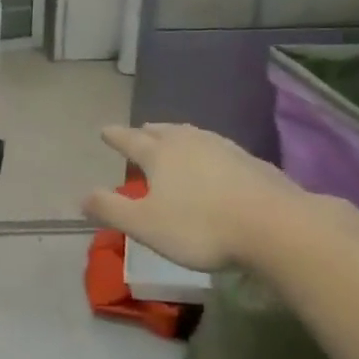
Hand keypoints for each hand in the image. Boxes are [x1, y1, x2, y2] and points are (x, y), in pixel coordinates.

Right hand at [82, 123, 305, 273]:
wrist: (276, 226)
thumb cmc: (200, 227)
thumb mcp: (145, 225)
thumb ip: (112, 209)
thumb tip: (82, 196)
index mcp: (160, 154)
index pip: (130, 140)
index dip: (115, 136)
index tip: (104, 130)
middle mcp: (189, 142)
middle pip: (163, 131)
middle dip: (147, 132)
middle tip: (140, 131)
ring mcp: (224, 148)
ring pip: (193, 135)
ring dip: (178, 135)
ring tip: (174, 138)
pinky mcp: (251, 161)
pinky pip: (218, 147)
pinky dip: (206, 150)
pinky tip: (214, 160)